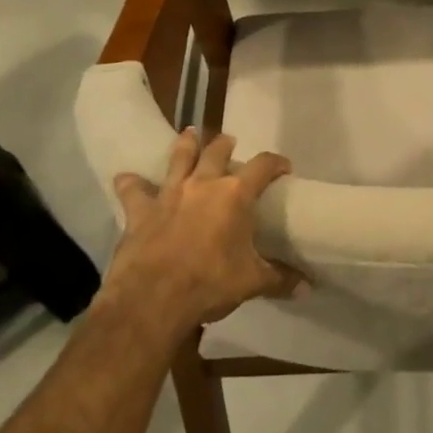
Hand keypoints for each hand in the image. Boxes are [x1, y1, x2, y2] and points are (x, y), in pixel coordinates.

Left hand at [100, 128, 299, 341]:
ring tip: (190, 134)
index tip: (283, 167)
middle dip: (226, 144)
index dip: (276, 163)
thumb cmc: (210, 284)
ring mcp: (169, 194)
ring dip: (185, 145)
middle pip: (217, 152)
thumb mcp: (252, 282)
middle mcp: (203, 184)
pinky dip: (130, 183)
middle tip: (230, 142)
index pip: (263, 166)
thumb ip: (280, 279)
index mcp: (235, 195)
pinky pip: (133, 191)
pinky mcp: (140, 211)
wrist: (153, 299)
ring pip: (178, 159)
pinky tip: (125, 177)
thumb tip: (307, 289)